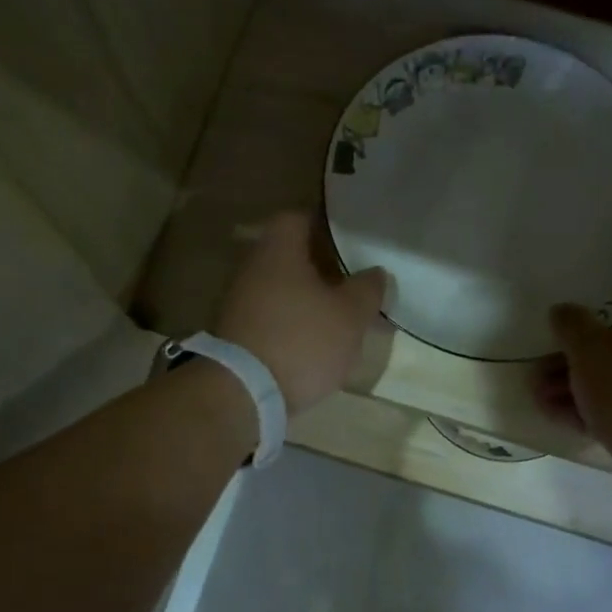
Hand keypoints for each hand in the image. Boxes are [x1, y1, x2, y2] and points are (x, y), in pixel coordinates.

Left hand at [213, 211, 388, 414]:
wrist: (243, 393)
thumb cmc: (302, 341)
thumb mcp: (350, 315)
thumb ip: (367, 289)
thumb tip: (375, 272)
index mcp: (278, 250)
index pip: (299, 218)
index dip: (326, 227)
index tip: (351, 244)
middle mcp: (252, 268)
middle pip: (289, 255)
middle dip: (320, 267)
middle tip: (351, 282)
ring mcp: (238, 302)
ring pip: (280, 287)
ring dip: (306, 298)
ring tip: (337, 316)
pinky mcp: (235, 335)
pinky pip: (270, 316)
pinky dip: (291, 322)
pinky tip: (312, 342)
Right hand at [538, 290, 611, 502]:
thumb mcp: (590, 349)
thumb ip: (572, 325)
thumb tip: (562, 310)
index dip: (610, 302)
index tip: (578, 311)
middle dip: (574, 354)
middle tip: (541, 359)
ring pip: (609, 381)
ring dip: (571, 384)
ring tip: (535, 391)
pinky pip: (611, 410)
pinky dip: (582, 409)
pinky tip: (549, 412)